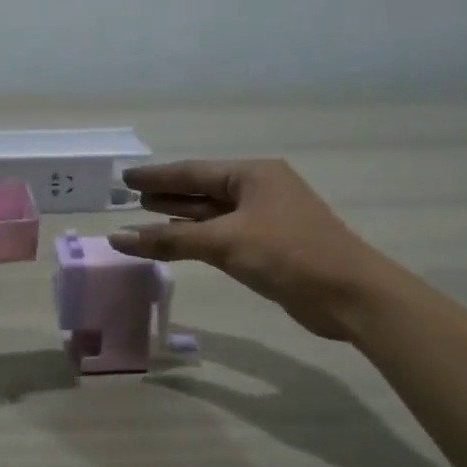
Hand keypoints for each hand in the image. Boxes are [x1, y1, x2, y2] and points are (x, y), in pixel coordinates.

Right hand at [108, 160, 394, 341]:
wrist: (349, 294)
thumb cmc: (288, 254)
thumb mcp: (225, 242)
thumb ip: (169, 240)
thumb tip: (117, 237)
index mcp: (253, 175)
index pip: (193, 171)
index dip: (157, 176)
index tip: (126, 177)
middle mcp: (259, 190)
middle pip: (202, 189)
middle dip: (167, 193)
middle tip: (129, 195)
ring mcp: (265, 218)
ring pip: (212, 213)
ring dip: (179, 215)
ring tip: (144, 213)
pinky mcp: (268, 245)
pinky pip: (222, 234)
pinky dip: (197, 236)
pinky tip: (177, 240)